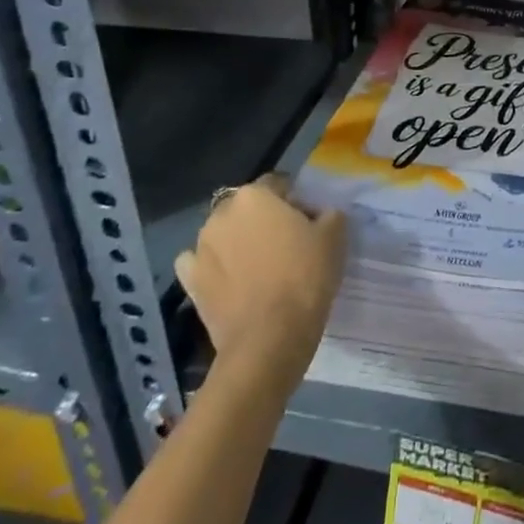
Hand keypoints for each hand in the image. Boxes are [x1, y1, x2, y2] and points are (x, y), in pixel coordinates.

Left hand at [174, 174, 346, 375]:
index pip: (278, 184)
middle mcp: (222, 213)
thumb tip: (318, 214)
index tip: (309, 223)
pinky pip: (199, 263)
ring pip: (223, 233)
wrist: (269, 339)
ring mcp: (200, 248)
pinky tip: (228, 280)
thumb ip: (328, 213)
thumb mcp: (334, 236)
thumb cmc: (304, 277)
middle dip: (263, 219)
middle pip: (248, 207)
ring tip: (258, 267)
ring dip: (237, 241)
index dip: (295, 201)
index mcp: (255, 195)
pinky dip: (212, 266)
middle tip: (285, 244)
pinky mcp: (189, 281)